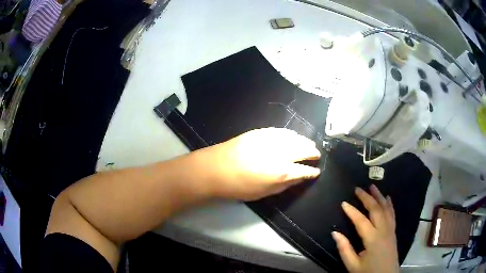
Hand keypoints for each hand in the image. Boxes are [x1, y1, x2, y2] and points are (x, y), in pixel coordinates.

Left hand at [194, 128, 320, 200]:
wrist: (216, 168)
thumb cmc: (239, 186)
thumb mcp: (264, 192)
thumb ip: (284, 184)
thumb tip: (298, 178)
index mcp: (282, 172)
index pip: (304, 170)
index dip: (312, 171)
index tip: (316, 172)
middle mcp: (280, 153)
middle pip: (303, 149)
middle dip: (312, 152)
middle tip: (316, 155)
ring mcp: (270, 139)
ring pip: (294, 138)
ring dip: (304, 141)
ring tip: (309, 144)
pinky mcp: (261, 132)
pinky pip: (282, 131)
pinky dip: (291, 134)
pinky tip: (293, 136)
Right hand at [332, 185, 398, 272]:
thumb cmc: (368, 272)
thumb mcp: (353, 265)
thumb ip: (344, 249)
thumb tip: (335, 233)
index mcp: (372, 239)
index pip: (360, 220)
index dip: (351, 211)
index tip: (343, 203)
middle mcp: (383, 230)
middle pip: (376, 209)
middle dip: (366, 198)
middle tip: (358, 189)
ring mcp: (390, 229)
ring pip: (385, 209)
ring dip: (379, 196)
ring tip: (372, 186)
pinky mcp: (393, 231)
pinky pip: (392, 214)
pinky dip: (390, 204)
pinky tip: (388, 198)